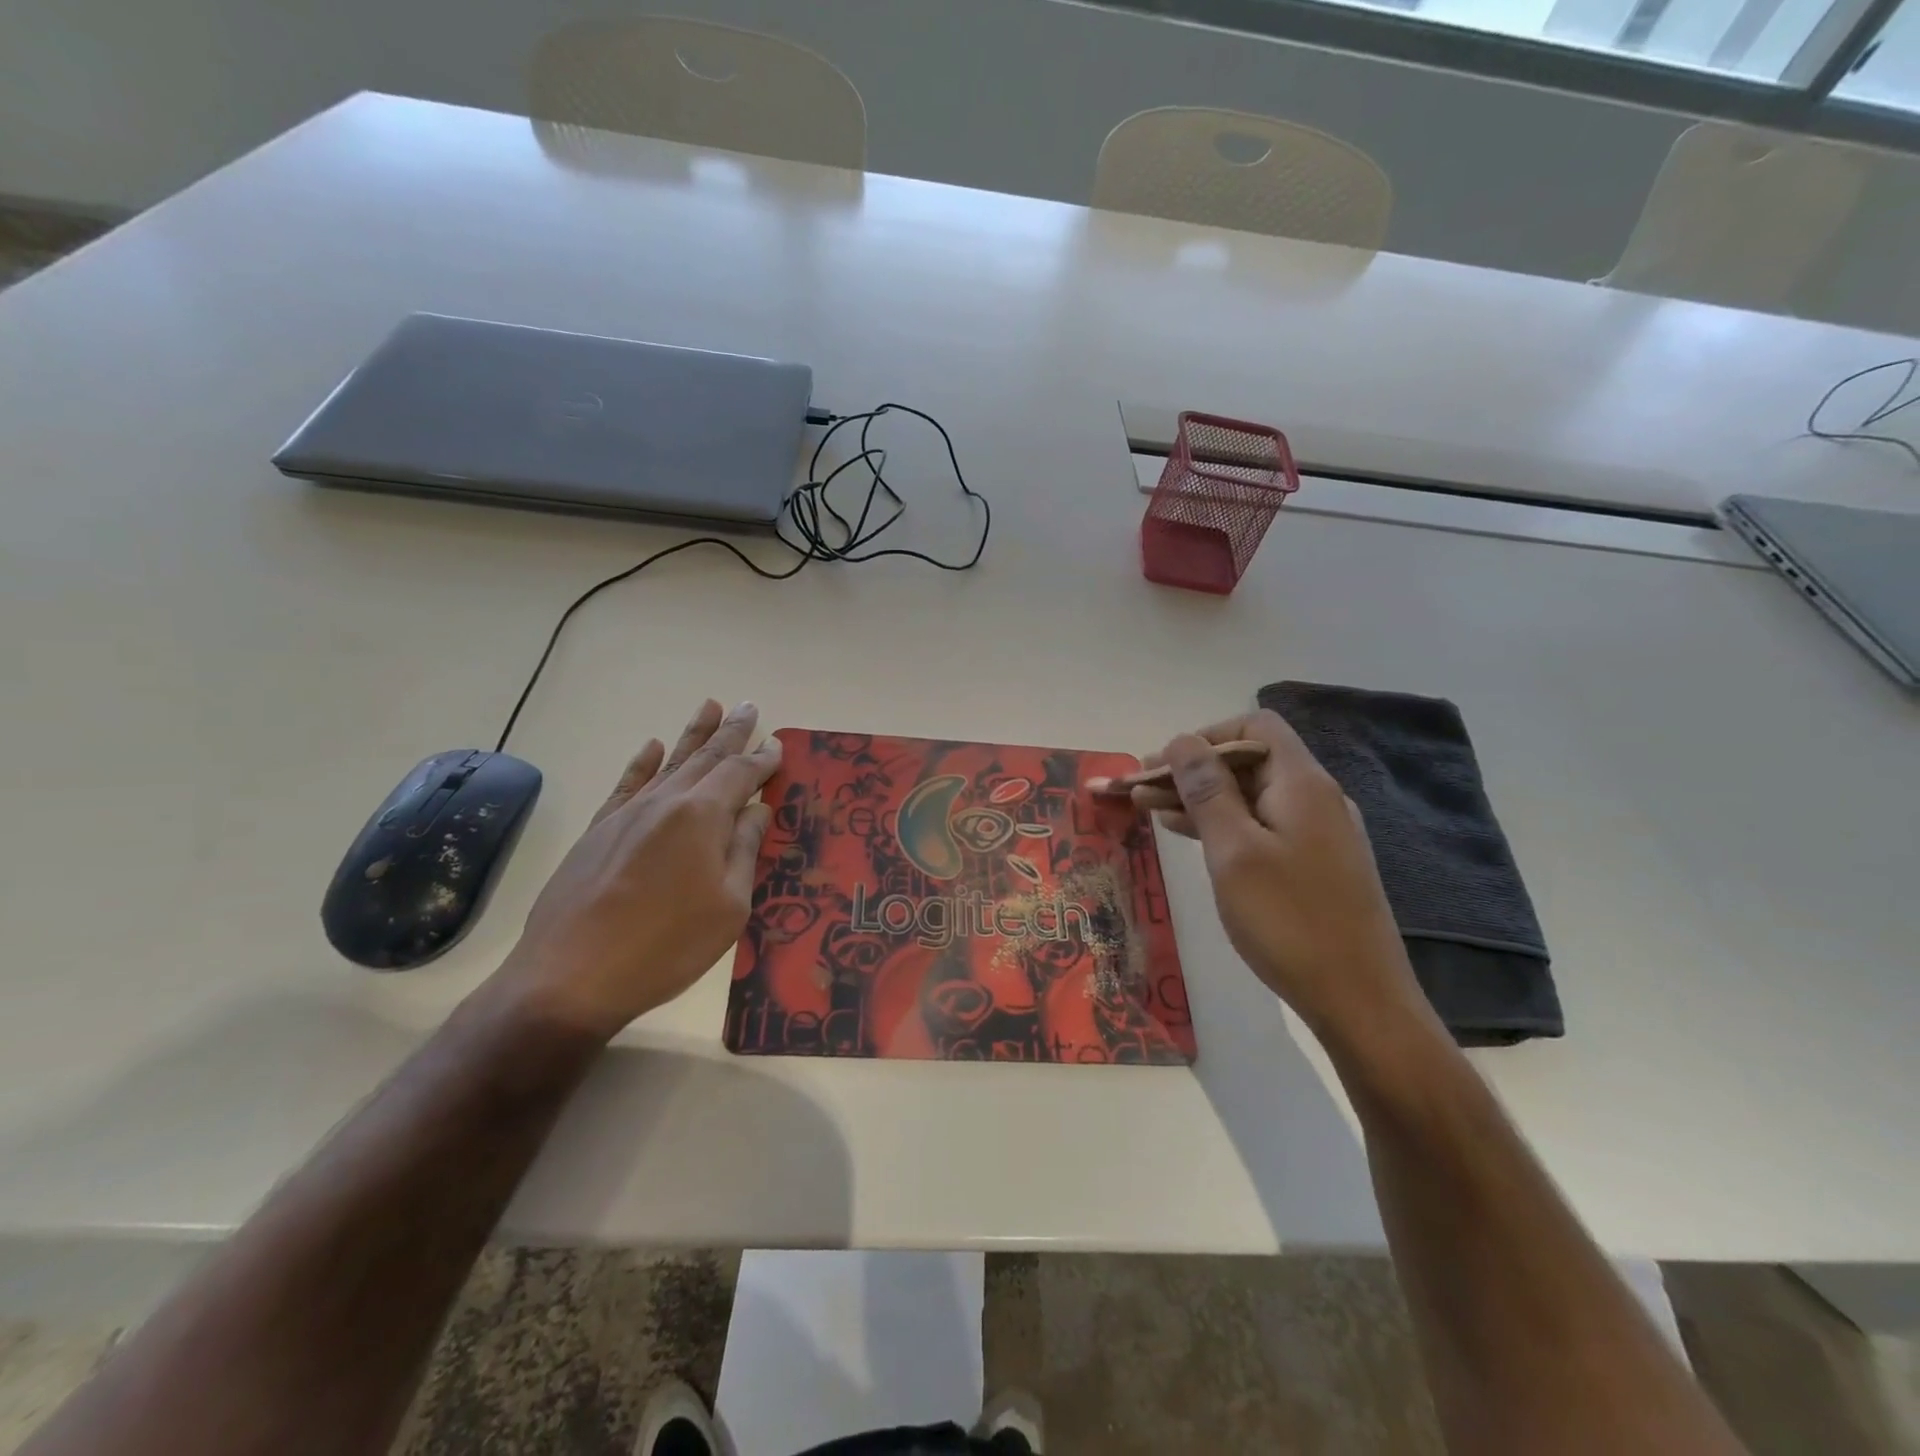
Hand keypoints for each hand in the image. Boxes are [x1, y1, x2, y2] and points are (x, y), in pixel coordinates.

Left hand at [488, 699, 781, 1040]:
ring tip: (710, 705)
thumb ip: (744, 850)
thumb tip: (757, 809)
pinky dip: (643, 763)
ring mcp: (627, 814)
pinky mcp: (599, 831)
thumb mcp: (729, 906)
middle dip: (731, 732)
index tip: (778, 743)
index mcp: (702, 817)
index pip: (740, 775)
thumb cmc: (667, 946)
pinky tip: (652, 747)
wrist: (571, 976)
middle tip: (748, 706)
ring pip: (669, 763)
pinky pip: (627, 785)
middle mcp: (665, 802)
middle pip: (705, 758)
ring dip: (692, 735)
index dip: (762, 760)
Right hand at [1135, 710, 1428, 1040]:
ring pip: (1250, 796)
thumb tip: (1183, 739)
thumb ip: (1206, 789)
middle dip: (1191, 770)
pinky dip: (1223, 825)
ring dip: (1201, 799)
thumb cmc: (1289, 920)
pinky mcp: (1314, 864)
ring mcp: (1318, 832)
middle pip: (1248, 760)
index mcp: (1301, 783)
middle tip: (1138, 790)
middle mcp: (1315, 797)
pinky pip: (1261, 826)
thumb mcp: (1234, 850)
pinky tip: (1190, 837)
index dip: (1205, 736)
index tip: (1162, 765)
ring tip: (1149, 811)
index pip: (1253, 727)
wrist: (1359, 1001)